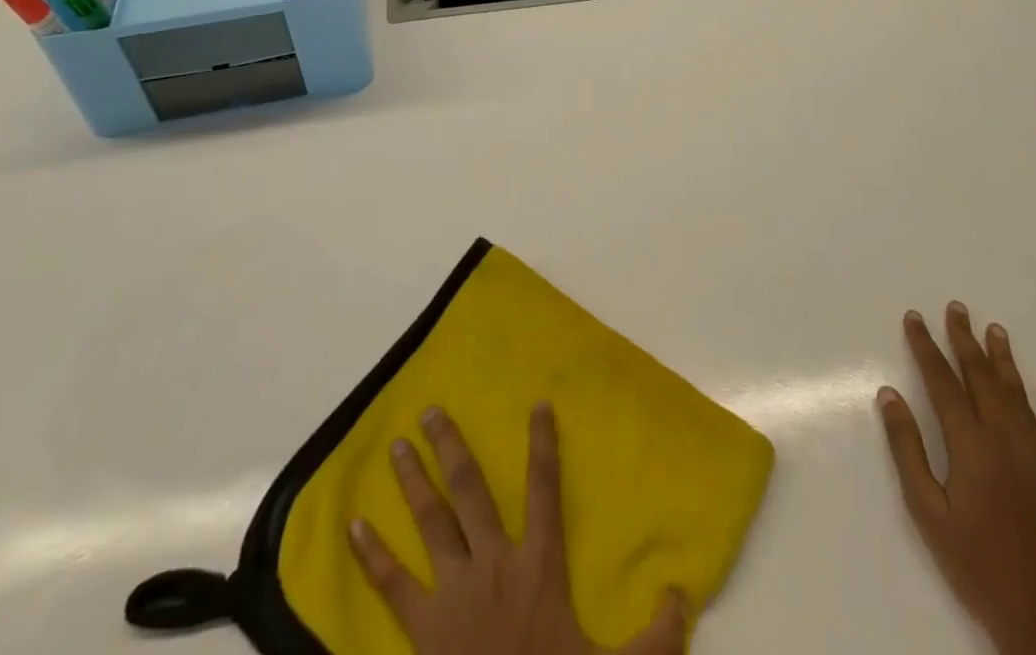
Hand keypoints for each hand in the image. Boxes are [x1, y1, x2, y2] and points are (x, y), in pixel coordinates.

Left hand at [349, 402, 687, 654]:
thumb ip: (654, 635)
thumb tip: (683, 591)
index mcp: (538, 564)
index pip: (544, 488)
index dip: (543, 444)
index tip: (537, 403)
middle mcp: (492, 562)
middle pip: (470, 490)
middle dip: (452, 446)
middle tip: (432, 410)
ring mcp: (453, 591)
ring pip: (431, 521)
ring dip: (413, 480)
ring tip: (397, 445)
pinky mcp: (422, 628)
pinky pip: (393, 584)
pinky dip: (371, 554)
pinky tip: (352, 526)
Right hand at [877, 304, 1035, 654]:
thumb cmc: (977, 568)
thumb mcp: (928, 513)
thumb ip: (907, 450)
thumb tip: (889, 395)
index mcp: (970, 447)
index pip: (942, 382)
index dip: (926, 346)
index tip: (914, 317)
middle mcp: (1007, 442)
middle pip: (982, 379)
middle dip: (965, 340)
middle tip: (956, 308)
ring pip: (1019, 397)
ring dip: (1005, 360)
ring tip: (995, 329)